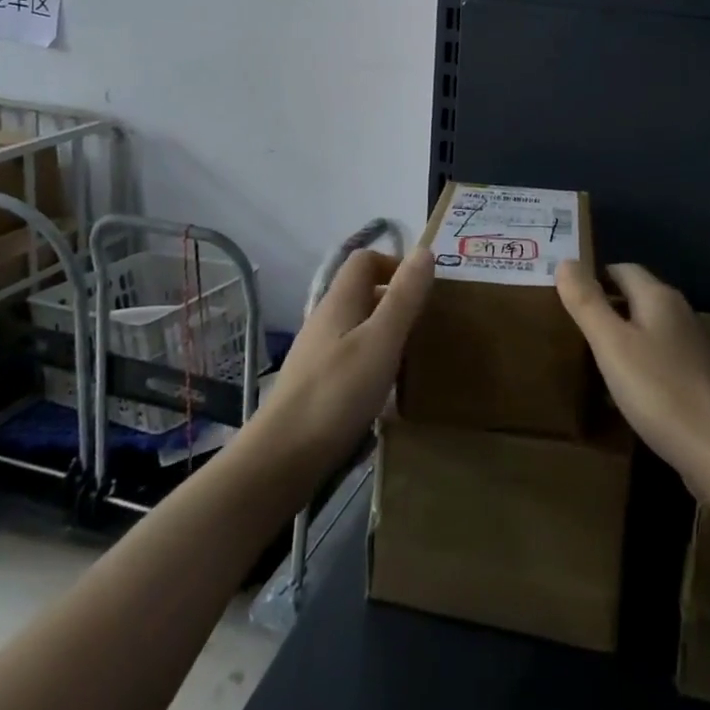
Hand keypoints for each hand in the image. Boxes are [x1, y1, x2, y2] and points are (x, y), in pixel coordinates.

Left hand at [255, 247, 432, 470]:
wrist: (282, 459)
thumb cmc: (337, 393)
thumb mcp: (381, 340)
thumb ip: (404, 297)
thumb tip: (424, 250)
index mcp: (339, 302)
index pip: (365, 260)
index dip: (395, 264)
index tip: (423, 290)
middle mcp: (326, 320)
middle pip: (363, 293)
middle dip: (397, 300)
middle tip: (428, 324)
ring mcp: (318, 354)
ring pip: (358, 327)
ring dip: (387, 333)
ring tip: (414, 356)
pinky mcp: (317, 385)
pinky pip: (352, 357)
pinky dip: (374, 362)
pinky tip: (387, 389)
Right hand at [557, 261, 709, 502]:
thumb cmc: (659, 389)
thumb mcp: (611, 344)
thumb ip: (587, 302)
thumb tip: (565, 261)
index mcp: (659, 297)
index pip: (621, 269)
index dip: (593, 277)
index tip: (566, 295)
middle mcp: (679, 312)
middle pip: (636, 296)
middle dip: (606, 306)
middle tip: (570, 326)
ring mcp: (692, 346)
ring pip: (648, 328)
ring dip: (621, 336)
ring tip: (590, 356)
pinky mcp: (697, 377)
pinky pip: (659, 357)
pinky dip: (638, 362)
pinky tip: (623, 387)